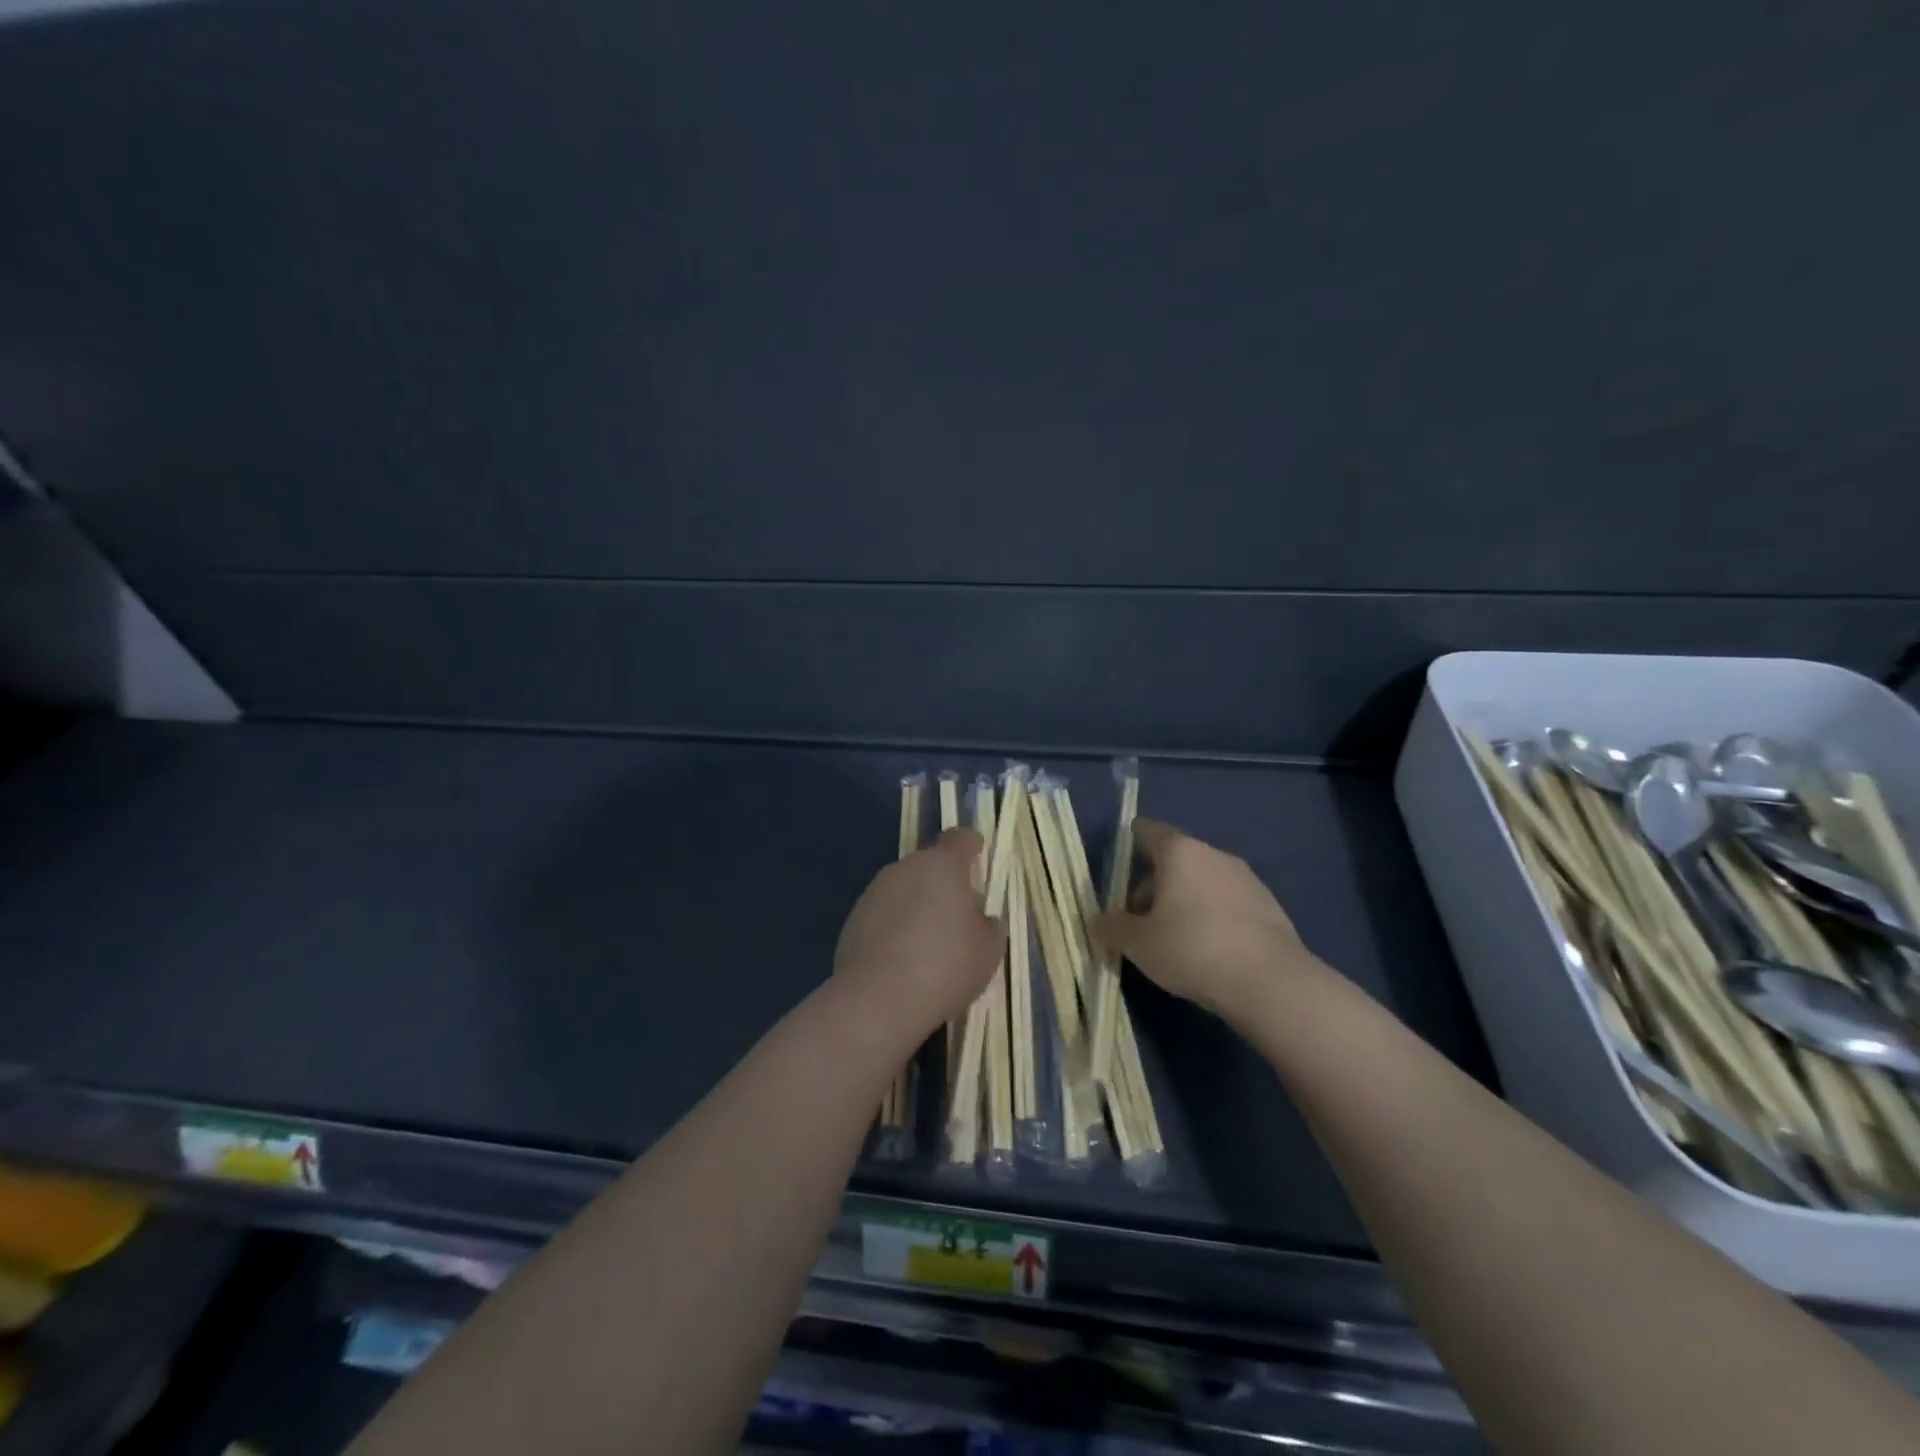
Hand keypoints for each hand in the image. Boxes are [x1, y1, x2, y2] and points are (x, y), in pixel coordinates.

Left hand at [834, 828, 1001, 1038]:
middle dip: (944, 883)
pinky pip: (884, 914)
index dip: (971, 845)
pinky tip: (903, 959)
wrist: (877, 999)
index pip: (959, 839)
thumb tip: (983, 920)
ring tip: (930, 942)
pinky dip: (896, 927)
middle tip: (960, 915)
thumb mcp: (987, 951)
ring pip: (904, 889)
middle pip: (929, 865)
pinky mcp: (853, 920)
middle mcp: (905, 869)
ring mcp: (874, 893)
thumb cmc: (944, 966)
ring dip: (918, 905)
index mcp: (941, 865)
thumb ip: (990, 927)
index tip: (978, 854)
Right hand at [1094, 819, 1317, 1023]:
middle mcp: (1214, 855)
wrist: (1270, 983)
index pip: (1149, 831)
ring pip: (1203, 882)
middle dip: (1154, 885)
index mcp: (1180, 853)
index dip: (1133, 839)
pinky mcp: (1270, 907)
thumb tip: (1099, 921)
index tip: (1124, 854)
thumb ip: (1112, 927)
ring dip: (1185, 902)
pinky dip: (1213, 917)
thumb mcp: (1138, 943)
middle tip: (1141, 921)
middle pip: (1175, 860)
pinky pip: (1228, 903)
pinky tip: (1209, 951)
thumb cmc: (1192, 949)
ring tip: (1175, 941)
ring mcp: (1247, 879)